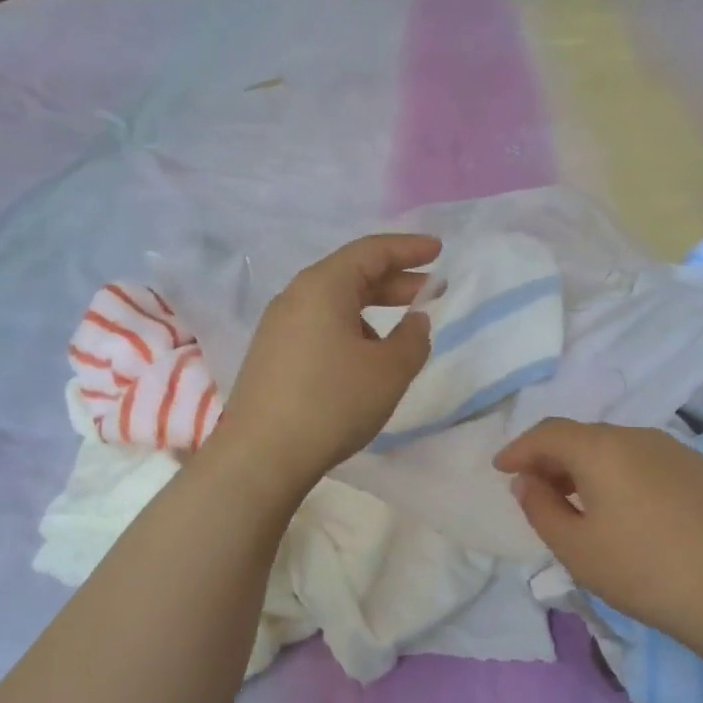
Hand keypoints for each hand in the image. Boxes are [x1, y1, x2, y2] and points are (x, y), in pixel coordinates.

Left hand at [215, 234, 437, 497]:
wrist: (263, 453)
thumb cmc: (333, 403)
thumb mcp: (389, 372)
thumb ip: (413, 339)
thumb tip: (417, 321)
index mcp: (323, 287)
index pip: (371, 251)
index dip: (409, 249)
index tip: (438, 251)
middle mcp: (295, 297)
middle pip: (350, 275)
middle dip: (393, 281)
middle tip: (429, 291)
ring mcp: (277, 327)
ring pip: (333, 304)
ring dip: (370, 311)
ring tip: (399, 336)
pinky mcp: (271, 356)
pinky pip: (317, 328)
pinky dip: (348, 331)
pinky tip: (362, 361)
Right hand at [494, 419, 702, 638]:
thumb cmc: (641, 570)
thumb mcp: (575, 548)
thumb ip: (540, 508)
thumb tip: (526, 481)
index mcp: (601, 450)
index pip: (548, 433)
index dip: (519, 448)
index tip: (501, 469)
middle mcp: (639, 437)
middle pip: (585, 437)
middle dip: (554, 458)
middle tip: (537, 488)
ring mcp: (678, 451)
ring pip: (620, 449)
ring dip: (590, 467)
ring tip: (581, 501)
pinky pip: (650, 463)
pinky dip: (625, 476)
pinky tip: (631, 511)